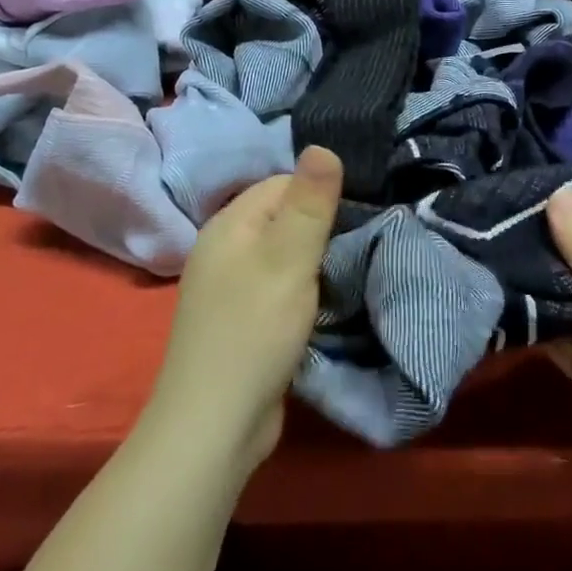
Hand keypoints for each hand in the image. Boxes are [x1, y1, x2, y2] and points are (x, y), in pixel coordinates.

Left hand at [145, 146, 342, 471]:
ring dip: (311, 260)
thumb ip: (310, 202)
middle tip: (357, 244)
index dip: (320, 194)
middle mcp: (222, 247)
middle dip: (319, 227)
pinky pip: (275, 284)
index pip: (282, 183)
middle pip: (281, 216)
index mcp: (228, 223)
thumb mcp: (290, 259)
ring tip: (345, 272)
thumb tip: (322, 144)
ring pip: (280, 252)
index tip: (356, 215)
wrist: (214, 426)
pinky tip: (318, 303)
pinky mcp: (238, 318)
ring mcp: (227, 285)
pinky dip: (299, 288)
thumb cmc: (255, 330)